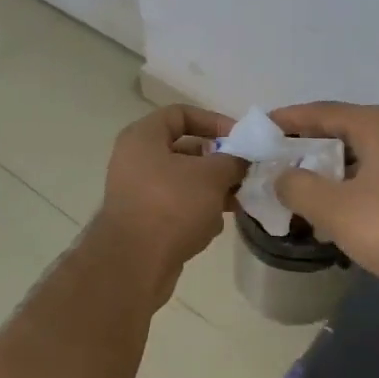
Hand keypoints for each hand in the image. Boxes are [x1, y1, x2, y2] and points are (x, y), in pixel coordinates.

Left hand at [93, 106, 246, 295]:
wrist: (134, 264)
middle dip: (217, 163)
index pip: (181, 114)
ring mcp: (137, 192)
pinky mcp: (143, 221)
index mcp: (143, 137)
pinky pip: (175, 207)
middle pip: (184, 150)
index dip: (213, 121)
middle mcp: (135, 160)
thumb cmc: (171, 205)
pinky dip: (196, 213)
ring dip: (211, 191)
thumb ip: (232, 161)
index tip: (240, 139)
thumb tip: (241, 160)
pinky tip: (212, 228)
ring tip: (236, 202)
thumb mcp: (211, 176)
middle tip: (244, 174)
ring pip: (183, 182)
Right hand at [270, 102, 378, 301]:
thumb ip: (297, 186)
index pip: (321, 112)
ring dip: (333, 167)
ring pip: (366, 154)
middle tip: (278, 160)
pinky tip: (348, 209)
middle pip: (344, 129)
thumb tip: (281, 175)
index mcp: (377, 125)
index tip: (259, 129)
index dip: (287, 120)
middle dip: (309, 144)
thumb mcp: (334, 209)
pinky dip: (358, 183)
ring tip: (307, 186)